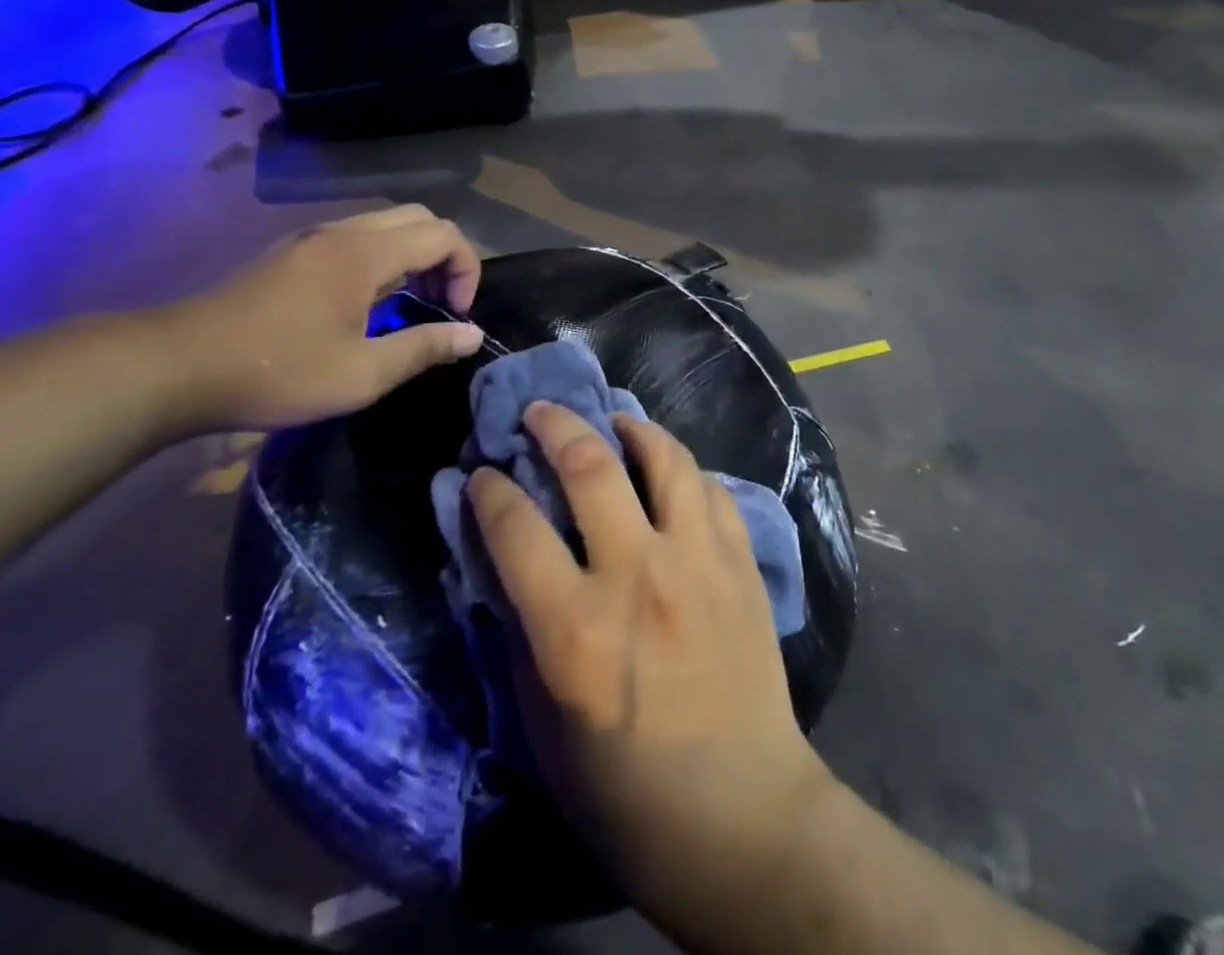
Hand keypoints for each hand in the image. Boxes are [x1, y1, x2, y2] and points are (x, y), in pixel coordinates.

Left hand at [153, 205, 483, 433]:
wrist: (175, 367)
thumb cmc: (278, 371)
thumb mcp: (362, 374)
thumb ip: (424, 348)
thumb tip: (473, 335)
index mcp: (365, 254)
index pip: (443, 235)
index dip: (467, 270)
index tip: (457, 314)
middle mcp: (342, 232)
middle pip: (419, 218)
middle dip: (445, 256)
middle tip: (441, 303)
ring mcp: (312, 239)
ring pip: (386, 224)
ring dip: (414, 255)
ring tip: (411, 303)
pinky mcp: (290, 253)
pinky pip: (357, 236)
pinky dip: (384, 257)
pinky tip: (368, 301)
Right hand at [469, 404, 837, 927]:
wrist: (740, 813)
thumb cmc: (625, 789)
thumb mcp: (543, 726)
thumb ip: (520, 633)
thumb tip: (502, 561)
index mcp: (575, 630)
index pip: (516, 527)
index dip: (490, 488)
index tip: (483, 473)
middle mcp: (638, 577)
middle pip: (590, 466)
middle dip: (555, 425)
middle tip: (539, 411)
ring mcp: (698, 562)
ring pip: (664, 458)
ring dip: (631, 427)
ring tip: (612, 420)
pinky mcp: (741, 563)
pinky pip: (710, 488)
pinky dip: (682, 469)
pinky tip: (669, 472)